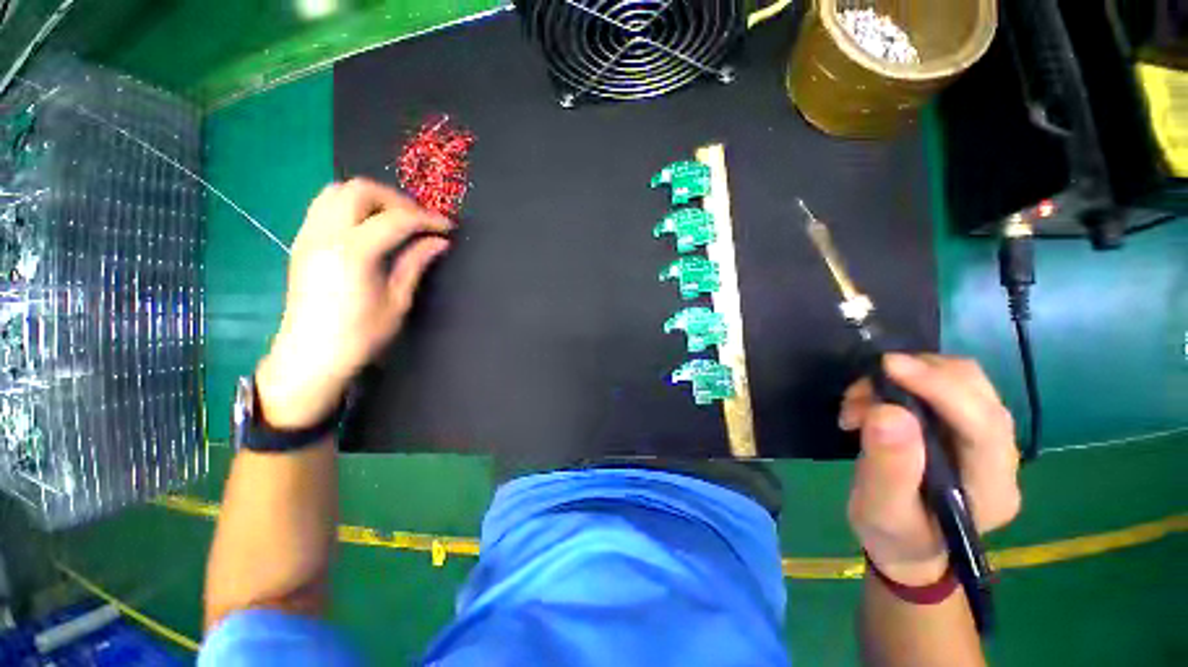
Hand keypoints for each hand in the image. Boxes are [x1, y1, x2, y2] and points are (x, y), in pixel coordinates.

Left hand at [257, 178, 451, 428]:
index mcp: (353, 253)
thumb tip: (439, 241)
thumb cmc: (360, 335)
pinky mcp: (302, 242)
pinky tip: (369, 228)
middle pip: (359, 190)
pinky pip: (325, 206)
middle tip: (419, 220)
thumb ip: (416, 263)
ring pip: (337, 191)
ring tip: (396, 220)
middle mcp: (325, 235)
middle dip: (396, 199)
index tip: (447, 227)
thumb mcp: (397, 301)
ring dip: (372, 198)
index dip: (426, 219)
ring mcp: (308, 235)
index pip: (395, 219)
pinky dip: (352, 206)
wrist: (310, 356)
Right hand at [840, 354, 1021, 585]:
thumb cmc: (894, 535)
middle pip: (977, 390)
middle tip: (862, 390)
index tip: (888, 366)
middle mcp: (1001, 455)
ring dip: (907, 376)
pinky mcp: (963, 425)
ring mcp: (986, 437)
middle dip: (918, 375)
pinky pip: (942, 384)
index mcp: (992, 487)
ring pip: (961, 379)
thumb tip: (888, 411)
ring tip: (861, 400)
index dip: (939, 387)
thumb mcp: (881, 510)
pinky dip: (904, 380)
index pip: (982, 422)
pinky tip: (874, 401)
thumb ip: (889, 467)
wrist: (906, 543)